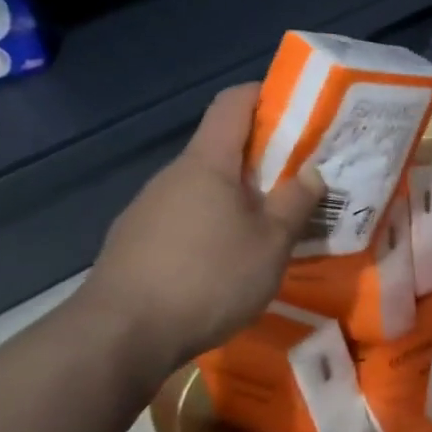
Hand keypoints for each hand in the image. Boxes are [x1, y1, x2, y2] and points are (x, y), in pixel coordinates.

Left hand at [75, 83, 321, 373]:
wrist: (120, 336)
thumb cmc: (208, 277)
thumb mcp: (271, 243)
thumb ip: (295, 203)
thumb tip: (312, 173)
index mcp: (208, 163)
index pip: (233, 103)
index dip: (265, 95)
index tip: (298, 108)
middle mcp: (173, 176)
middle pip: (221, 149)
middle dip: (262, 158)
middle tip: (299, 181)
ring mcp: (148, 209)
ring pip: (203, 188)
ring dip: (237, 198)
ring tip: (268, 229)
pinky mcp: (135, 242)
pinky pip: (184, 219)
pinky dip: (212, 226)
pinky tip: (226, 263)